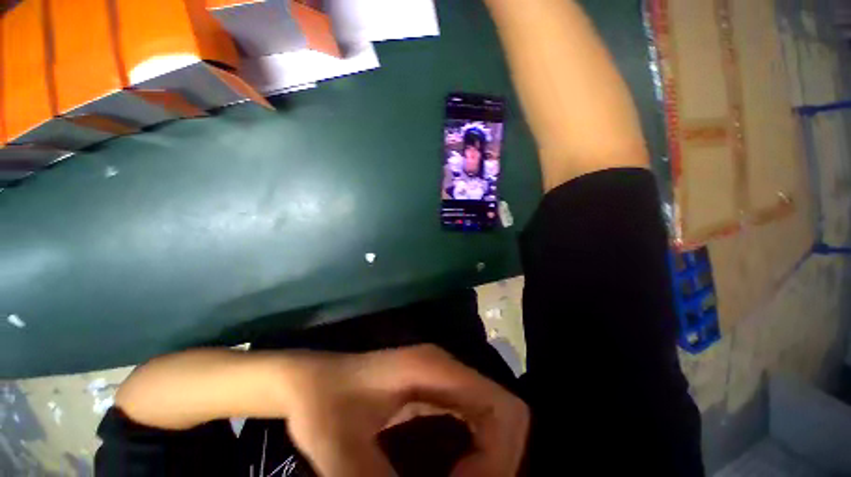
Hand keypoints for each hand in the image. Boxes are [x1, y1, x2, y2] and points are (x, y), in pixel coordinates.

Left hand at [277, 345, 529, 476]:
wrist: (310, 381)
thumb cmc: (324, 406)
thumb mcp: (342, 452)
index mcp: (434, 369)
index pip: (501, 409)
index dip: (498, 459)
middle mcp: (447, 368)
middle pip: (505, 414)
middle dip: (498, 463)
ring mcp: (443, 377)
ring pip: (494, 418)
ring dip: (490, 460)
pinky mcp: (437, 389)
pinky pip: (476, 421)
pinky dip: (479, 453)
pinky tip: (456, 474)